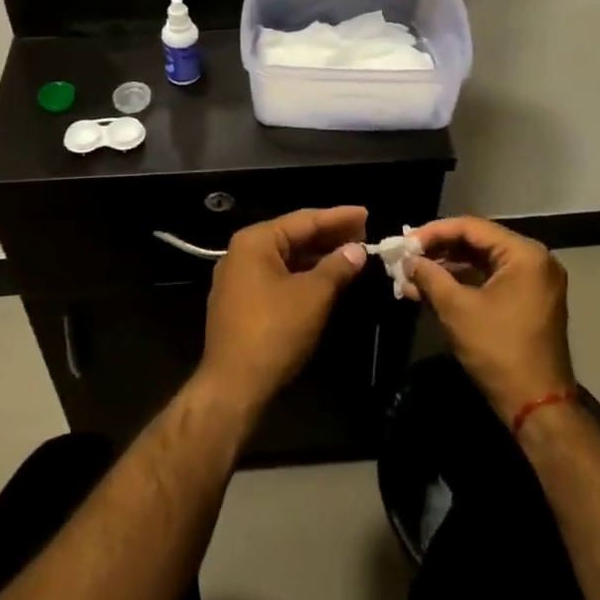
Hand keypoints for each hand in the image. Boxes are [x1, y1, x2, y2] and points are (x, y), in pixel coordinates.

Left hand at [200, 207, 370, 414]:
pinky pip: (278, 277)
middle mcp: (242, 253)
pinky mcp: (241, 303)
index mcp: (255, 242)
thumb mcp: (313, 296)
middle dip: (329, 236)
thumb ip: (337, 267)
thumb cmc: (274, 332)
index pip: (303, 220)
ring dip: (318, 256)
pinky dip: (303, 275)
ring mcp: (238, 279)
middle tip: (364, 232)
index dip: (337, 217)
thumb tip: (357, 249)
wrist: (233, 386)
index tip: (366, 213)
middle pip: (293, 236)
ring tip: (351, 253)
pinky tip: (327, 278)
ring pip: (286, 259)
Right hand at [406, 218, 574, 425]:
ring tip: (411, 277)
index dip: (434, 232)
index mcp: (524, 254)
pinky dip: (463, 283)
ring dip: (447, 269)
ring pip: (482, 262)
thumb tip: (407, 261)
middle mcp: (535, 260)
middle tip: (406, 257)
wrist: (537, 406)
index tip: (404, 242)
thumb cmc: (498, 350)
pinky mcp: (529, 301)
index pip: (471, 227)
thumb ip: (430, 276)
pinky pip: (491, 280)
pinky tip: (432, 290)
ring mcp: (534, 281)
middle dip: (438, 251)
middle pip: (477, 242)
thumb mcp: (457, 309)